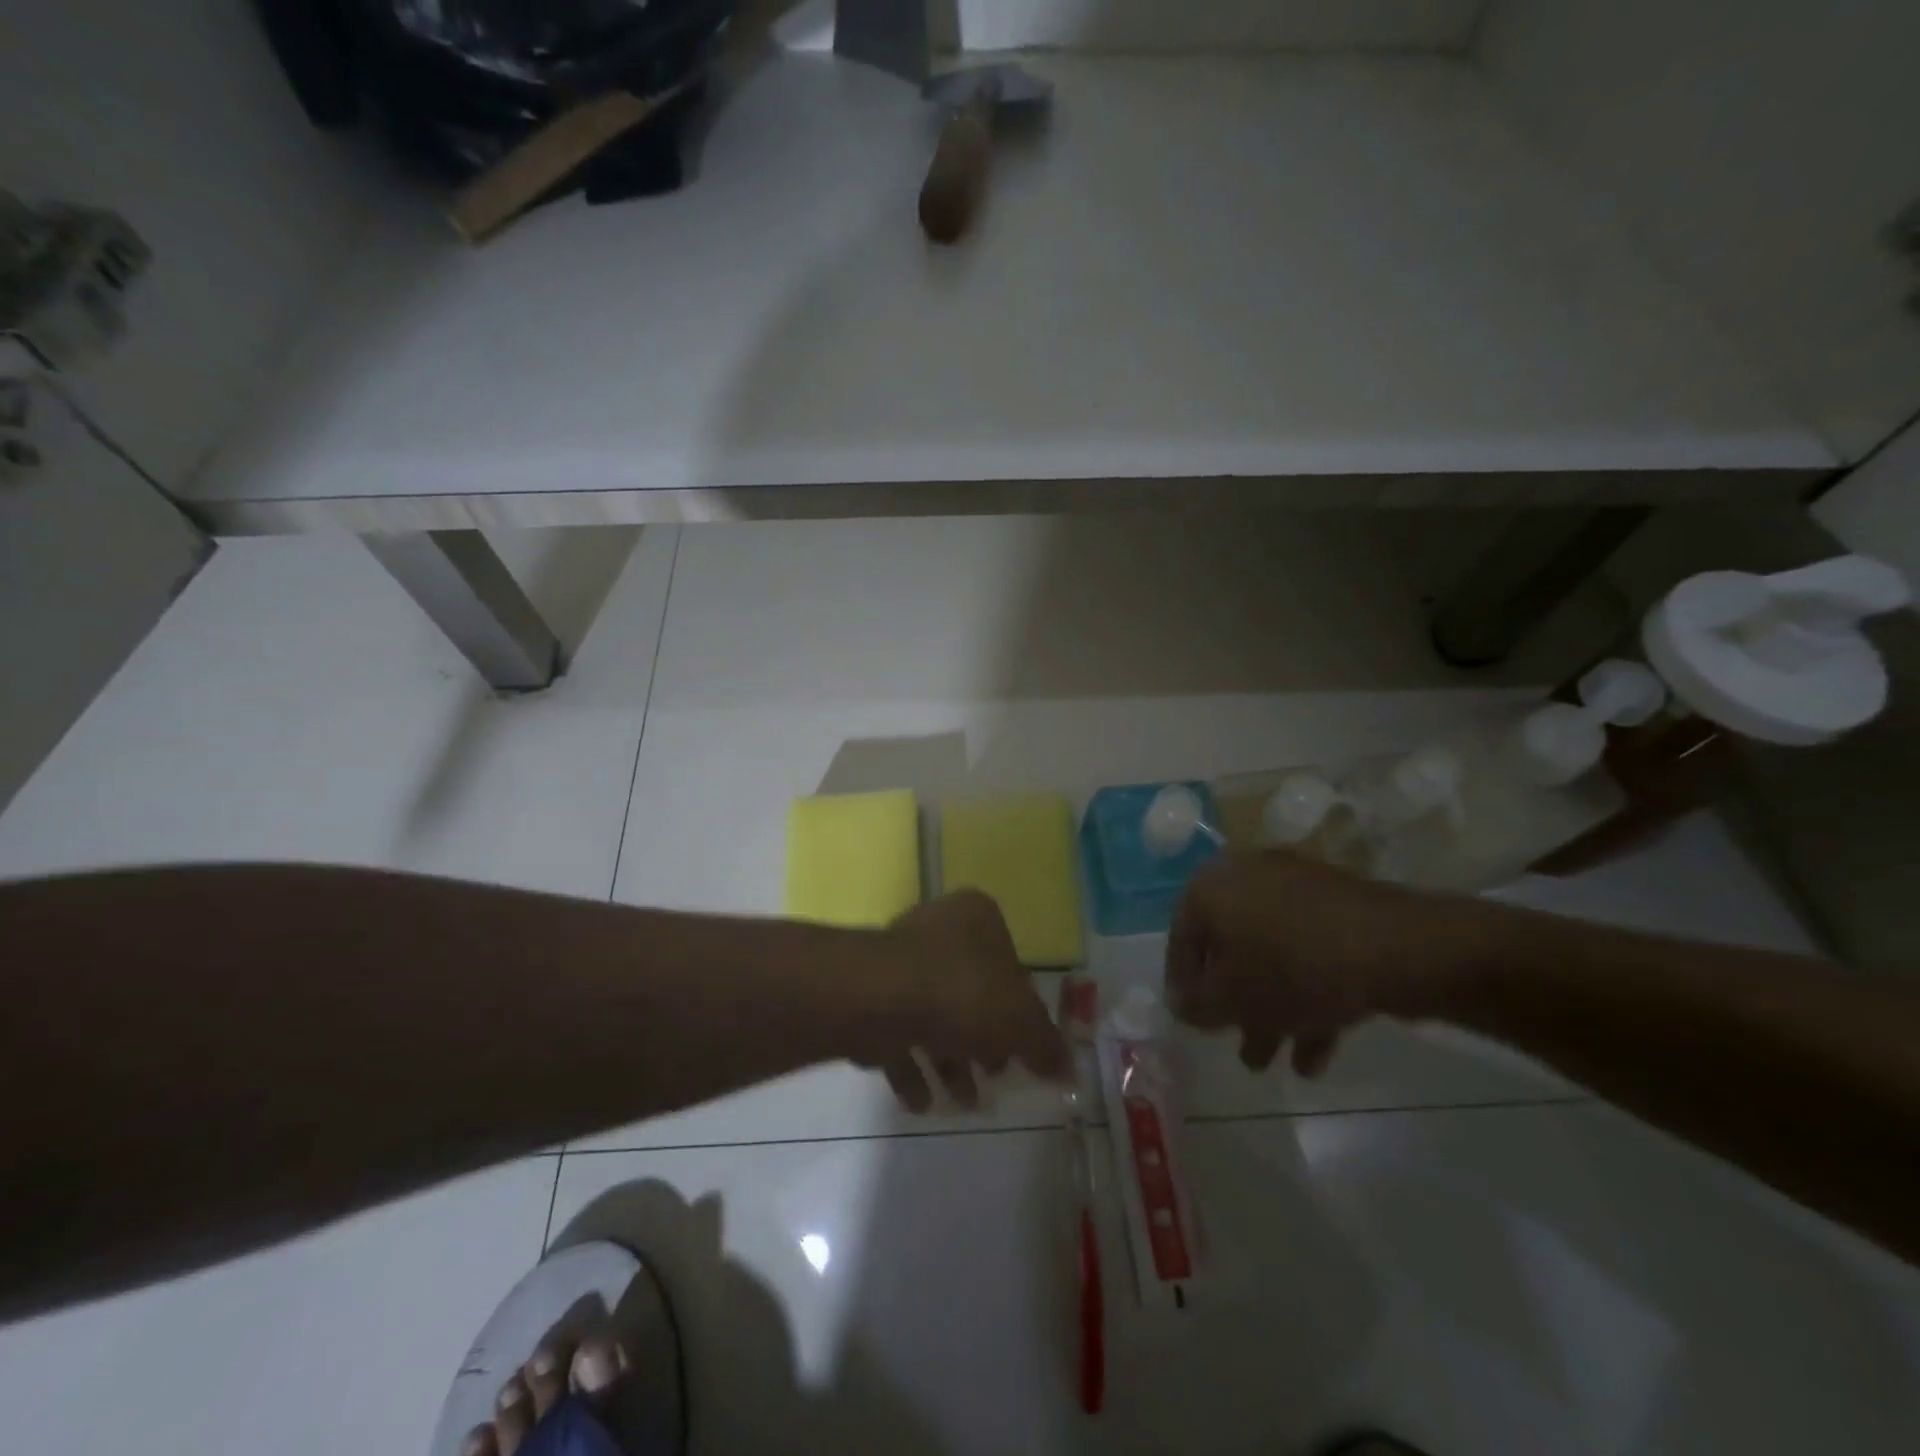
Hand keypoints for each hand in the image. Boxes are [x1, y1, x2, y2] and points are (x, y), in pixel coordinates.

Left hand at [863, 890, 1069, 1111]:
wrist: (882, 996)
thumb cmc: (964, 994)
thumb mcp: (1021, 1023)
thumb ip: (1046, 1046)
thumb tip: (1070, 1071)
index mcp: (979, 918)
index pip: (1011, 964)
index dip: (1020, 1013)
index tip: (1020, 1053)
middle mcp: (938, 928)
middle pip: (971, 991)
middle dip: (982, 1043)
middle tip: (992, 1078)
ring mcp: (899, 959)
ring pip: (933, 1015)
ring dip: (949, 1062)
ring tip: (961, 1102)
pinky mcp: (870, 991)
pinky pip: (898, 1030)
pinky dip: (911, 1067)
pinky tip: (922, 1102)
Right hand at [1166, 852, 1474, 1076]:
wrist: (1395, 948)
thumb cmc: (1290, 969)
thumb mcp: (1231, 999)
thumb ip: (1196, 1005)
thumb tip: (1180, 1003)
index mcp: (1209, 886)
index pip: (1181, 940)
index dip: (1183, 988)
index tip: (1194, 1024)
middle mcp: (1246, 876)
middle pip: (1231, 950)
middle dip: (1237, 1007)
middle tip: (1243, 1049)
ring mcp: (1295, 888)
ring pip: (1272, 955)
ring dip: (1272, 1009)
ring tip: (1280, 1065)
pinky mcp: (1337, 906)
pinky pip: (1307, 952)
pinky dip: (1306, 993)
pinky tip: (1316, 1050)